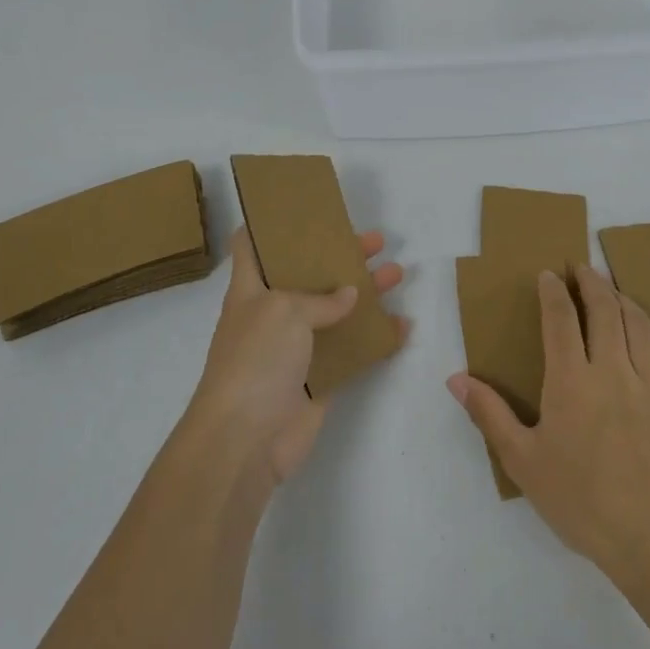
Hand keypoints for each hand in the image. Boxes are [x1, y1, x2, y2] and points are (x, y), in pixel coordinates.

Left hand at [184, 227, 405, 487]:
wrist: (246, 439)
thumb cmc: (255, 360)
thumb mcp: (283, 311)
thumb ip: (320, 299)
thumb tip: (349, 296)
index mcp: (252, 290)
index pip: (252, 246)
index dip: (271, 224)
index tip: (301, 209)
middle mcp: (273, 315)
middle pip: (309, 275)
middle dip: (340, 255)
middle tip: (375, 240)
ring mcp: (297, 349)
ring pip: (336, 312)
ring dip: (366, 293)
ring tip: (397, 273)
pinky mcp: (319, 379)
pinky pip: (352, 351)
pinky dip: (377, 339)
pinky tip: (402, 326)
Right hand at [447, 265, 649, 571]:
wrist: (649, 537)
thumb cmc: (578, 499)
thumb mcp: (521, 460)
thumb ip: (489, 414)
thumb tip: (456, 379)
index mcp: (570, 380)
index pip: (560, 318)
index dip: (553, 291)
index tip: (548, 275)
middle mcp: (611, 369)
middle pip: (604, 309)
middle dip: (591, 281)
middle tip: (581, 269)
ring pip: (640, 324)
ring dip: (624, 300)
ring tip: (612, 292)